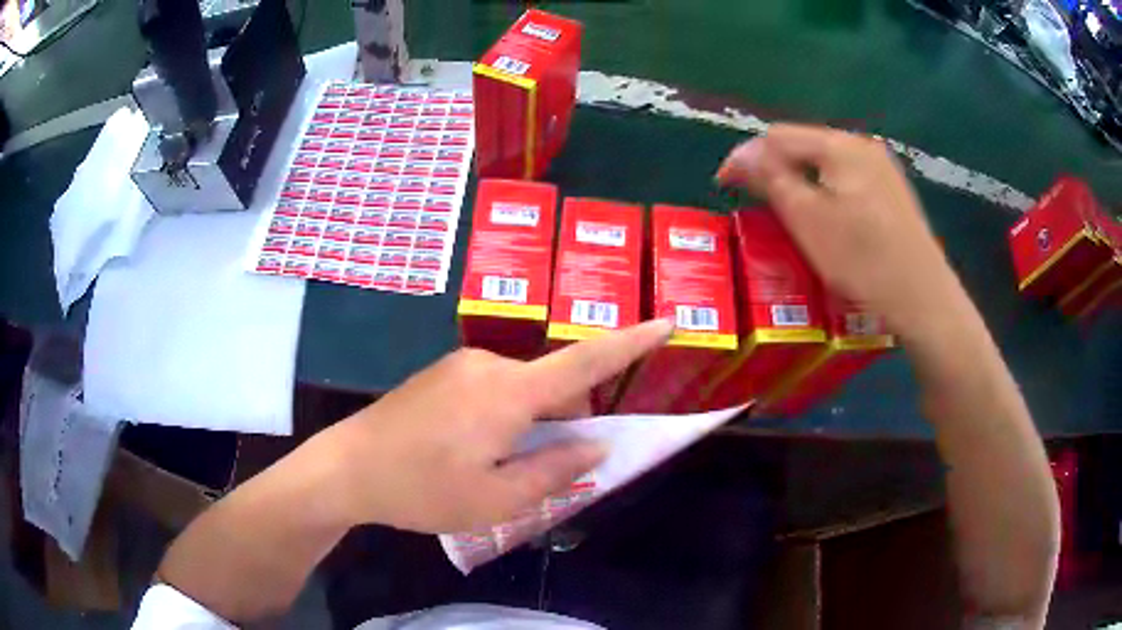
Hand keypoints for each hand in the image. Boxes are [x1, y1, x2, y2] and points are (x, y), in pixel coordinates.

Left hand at [315, 319, 674, 533]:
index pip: (585, 361)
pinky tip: (474, 450)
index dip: (630, 342)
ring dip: (533, 421)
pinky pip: (494, 388)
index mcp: (508, 393)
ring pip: (522, 388)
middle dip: (568, 418)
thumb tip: (595, 445)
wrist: (346, 468)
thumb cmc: (422, 491)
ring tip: (501, 467)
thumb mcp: (496, 500)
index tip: (666, 322)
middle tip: (548, 469)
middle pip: (553, 382)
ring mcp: (460, 366)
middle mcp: (488, 365)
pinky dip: (507, 414)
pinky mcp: (442, 375)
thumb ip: (554, 471)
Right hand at [717, 124, 967, 337]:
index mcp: (839, 145)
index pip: (777, 136)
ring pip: (825, 162)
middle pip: (803, 145)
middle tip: (752, 199)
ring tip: (782, 208)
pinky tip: (823, 215)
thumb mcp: (808, 220)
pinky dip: (824, 190)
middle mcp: (862, 144)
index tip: (724, 184)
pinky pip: (846, 179)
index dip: (745, 157)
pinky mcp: (892, 190)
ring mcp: (882, 166)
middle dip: (772, 167)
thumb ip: (771, 179)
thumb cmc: (863, 261)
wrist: (924, 299)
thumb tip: (739, 154)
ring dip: (798, 178)